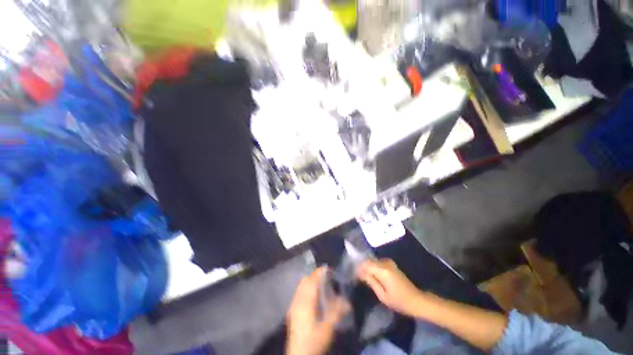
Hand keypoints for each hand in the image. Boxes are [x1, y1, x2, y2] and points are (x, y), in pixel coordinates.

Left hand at [286, 267, 349, 354]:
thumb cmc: (314, 341)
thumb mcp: (328, 328)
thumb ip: (337, 312)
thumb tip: (347, 301)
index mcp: (306, 301)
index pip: (312, 279)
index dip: (320, 272)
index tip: (329, 269)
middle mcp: (298, 299)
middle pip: (305, 280)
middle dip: (315, 275)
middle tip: (327, 277)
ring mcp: (294, 304)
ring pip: (301, 285)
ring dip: (311, 281)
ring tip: (321, 284)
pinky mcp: (292, 310)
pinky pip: (299, 292)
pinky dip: (306, 288)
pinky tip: (313, 296)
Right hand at [357, 259, 424, 316]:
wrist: (417, 300)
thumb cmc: (399, 301)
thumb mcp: (382, 295)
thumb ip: (371, 282)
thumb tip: (360, 273)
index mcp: (383, 270)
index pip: (365, 263)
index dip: (359, 268)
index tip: (355, 276)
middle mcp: (385, 263)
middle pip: (369, 261)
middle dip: (363, 267)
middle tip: (359, 277)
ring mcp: (389, 262)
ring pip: (373, 261)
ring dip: (368, 267)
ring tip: (366, 277)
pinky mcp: (392, 264)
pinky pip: (378, 262)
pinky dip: (374, 267)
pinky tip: (374, 276)